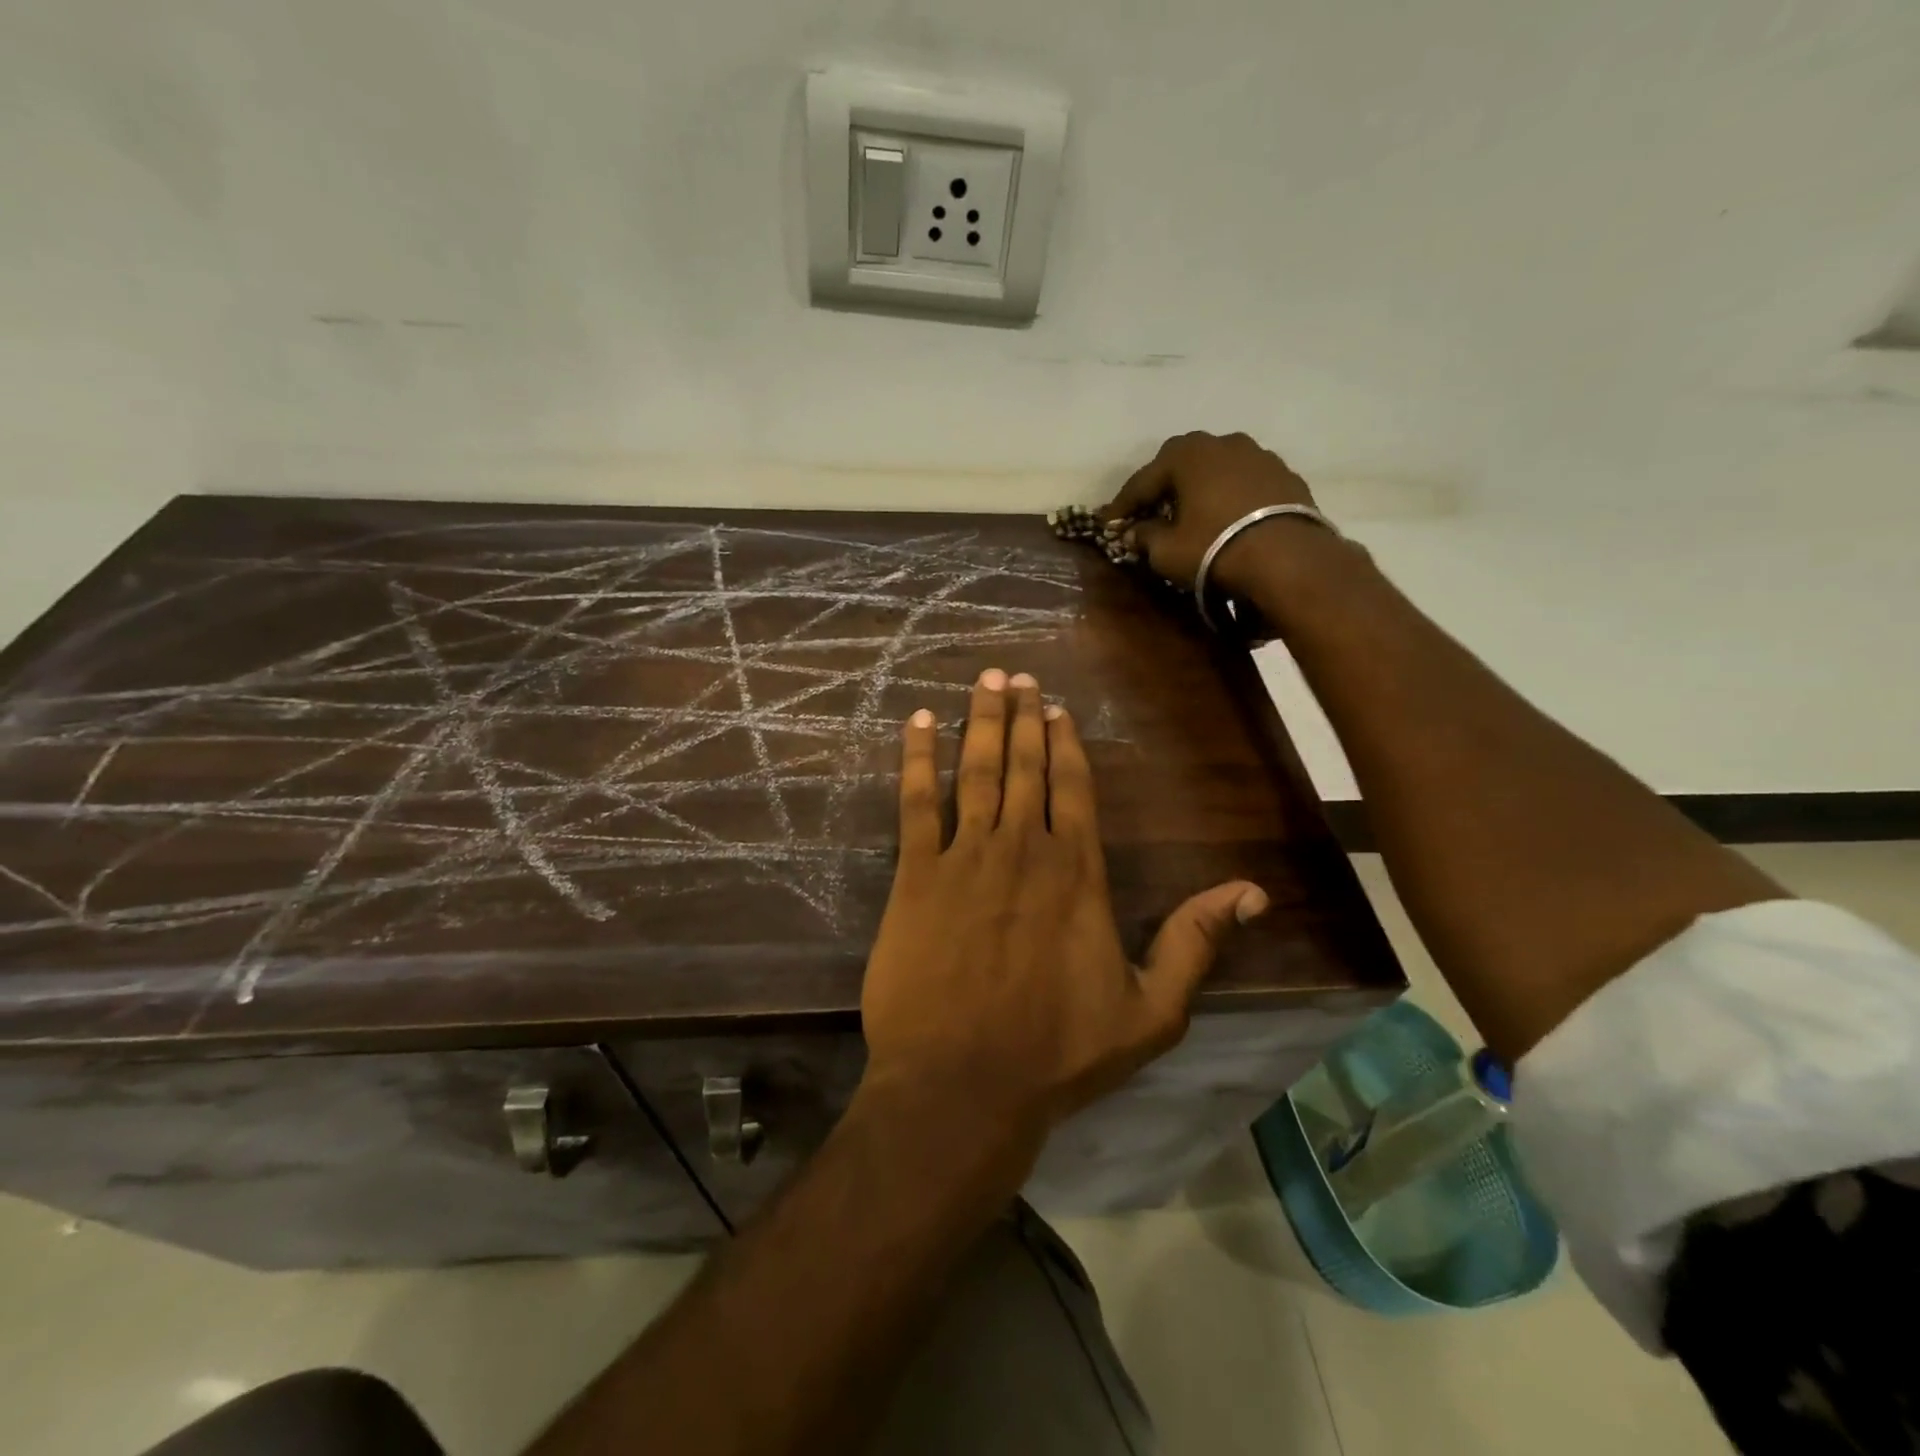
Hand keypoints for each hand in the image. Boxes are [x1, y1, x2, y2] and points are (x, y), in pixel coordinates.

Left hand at [859, 668, 1268, 1161]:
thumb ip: (1195, 944)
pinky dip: (917, 758)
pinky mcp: (916, 875)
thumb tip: (1253, 892)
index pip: (1074, 788)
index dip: (1064, 743)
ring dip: (979, 721)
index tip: (1056, 709)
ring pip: (976, 769)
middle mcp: (1024, 848)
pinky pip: (916, 801)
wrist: (962, 1084)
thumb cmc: (1057, 1053)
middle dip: (1021, 716)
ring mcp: (966, 857)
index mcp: (1077, 873)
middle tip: (1016, 676)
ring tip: (984, 681)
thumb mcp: (1151, 1012)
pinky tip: (916, 722)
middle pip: (1024, 765)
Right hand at [1103, 431, 1319, 596]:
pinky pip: (1245, 484)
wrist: (1287, 558)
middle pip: (1182, 462)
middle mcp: (1224, 443)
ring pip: (1218, 469)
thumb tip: (1134, 532)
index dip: (1123, 504)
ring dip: (1201, 488)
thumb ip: (1145, 537)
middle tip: (1150, 510)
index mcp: (1188, 455)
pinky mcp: (1286, 476)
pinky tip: (1227, 519)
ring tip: (1193, 513)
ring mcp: (1260, 456)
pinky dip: (1230, 497)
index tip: (1108, 522)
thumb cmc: (1215, 548)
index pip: (1143, 479)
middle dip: (1163, 486)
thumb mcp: (1167, 551)